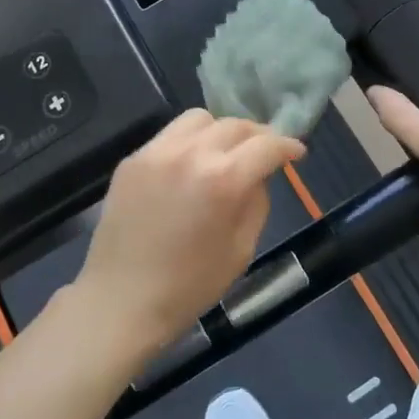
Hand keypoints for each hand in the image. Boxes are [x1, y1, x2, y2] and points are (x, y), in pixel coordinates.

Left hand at [74, 109, 304, 354]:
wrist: (121, 300)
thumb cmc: (190, 286)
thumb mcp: (242, 249)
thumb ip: (257, 201)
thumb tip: (259, 174)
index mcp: (224, 179)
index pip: (267, 145)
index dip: (288, 146)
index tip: (296, 153)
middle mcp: (190, 153)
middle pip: (235, 124)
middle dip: (257, 136)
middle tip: (263, 154)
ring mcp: (156, 152)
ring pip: (200, 119)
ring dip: (220, 131)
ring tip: (223, 153)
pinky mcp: (132, 159)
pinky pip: (169, 136)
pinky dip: (188, 143)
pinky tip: (188, 168)